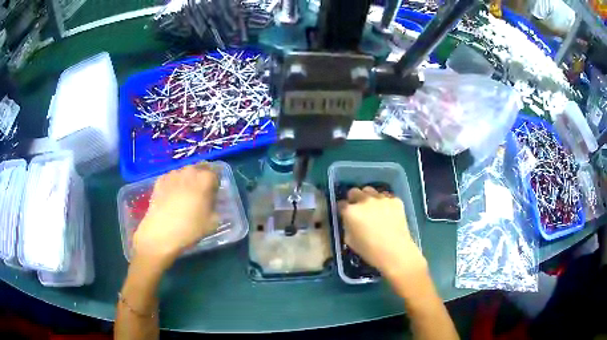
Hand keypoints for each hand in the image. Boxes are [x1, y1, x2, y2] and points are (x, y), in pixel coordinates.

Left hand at [133, 163, 218, 267]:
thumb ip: (215, 208)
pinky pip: (171, 179)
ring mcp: (173, 174)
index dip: (215, 185)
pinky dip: (174, 184)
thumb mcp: (213, 222)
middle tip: (200, 194)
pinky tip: (171, 198)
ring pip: (184, 173)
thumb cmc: (190, 228)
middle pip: (199, 169)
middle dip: (201, 179)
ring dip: (187, 180)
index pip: (215, 174)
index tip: (213, 196)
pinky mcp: (160, 180)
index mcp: (205, 179)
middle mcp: (190, 171)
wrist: (161, 233)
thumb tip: (211, 203)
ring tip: (184, 196)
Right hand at [338, 187, 426, 281]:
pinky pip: (386, 196)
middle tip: (358, 209)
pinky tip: (387, 212)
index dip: (342, 209)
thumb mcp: (350, 241)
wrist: (396, 252)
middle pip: (354, 192)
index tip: (344, 214)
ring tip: (373, 208)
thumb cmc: (370, 251)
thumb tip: (349, 220)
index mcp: (351, 211)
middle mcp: (364, 200)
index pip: (341, 204)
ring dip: (368, 198)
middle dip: (354, 199)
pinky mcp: (395, 200)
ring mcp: (381, 198)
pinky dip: (384, 202)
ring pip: (370, 191)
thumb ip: (347, 226)